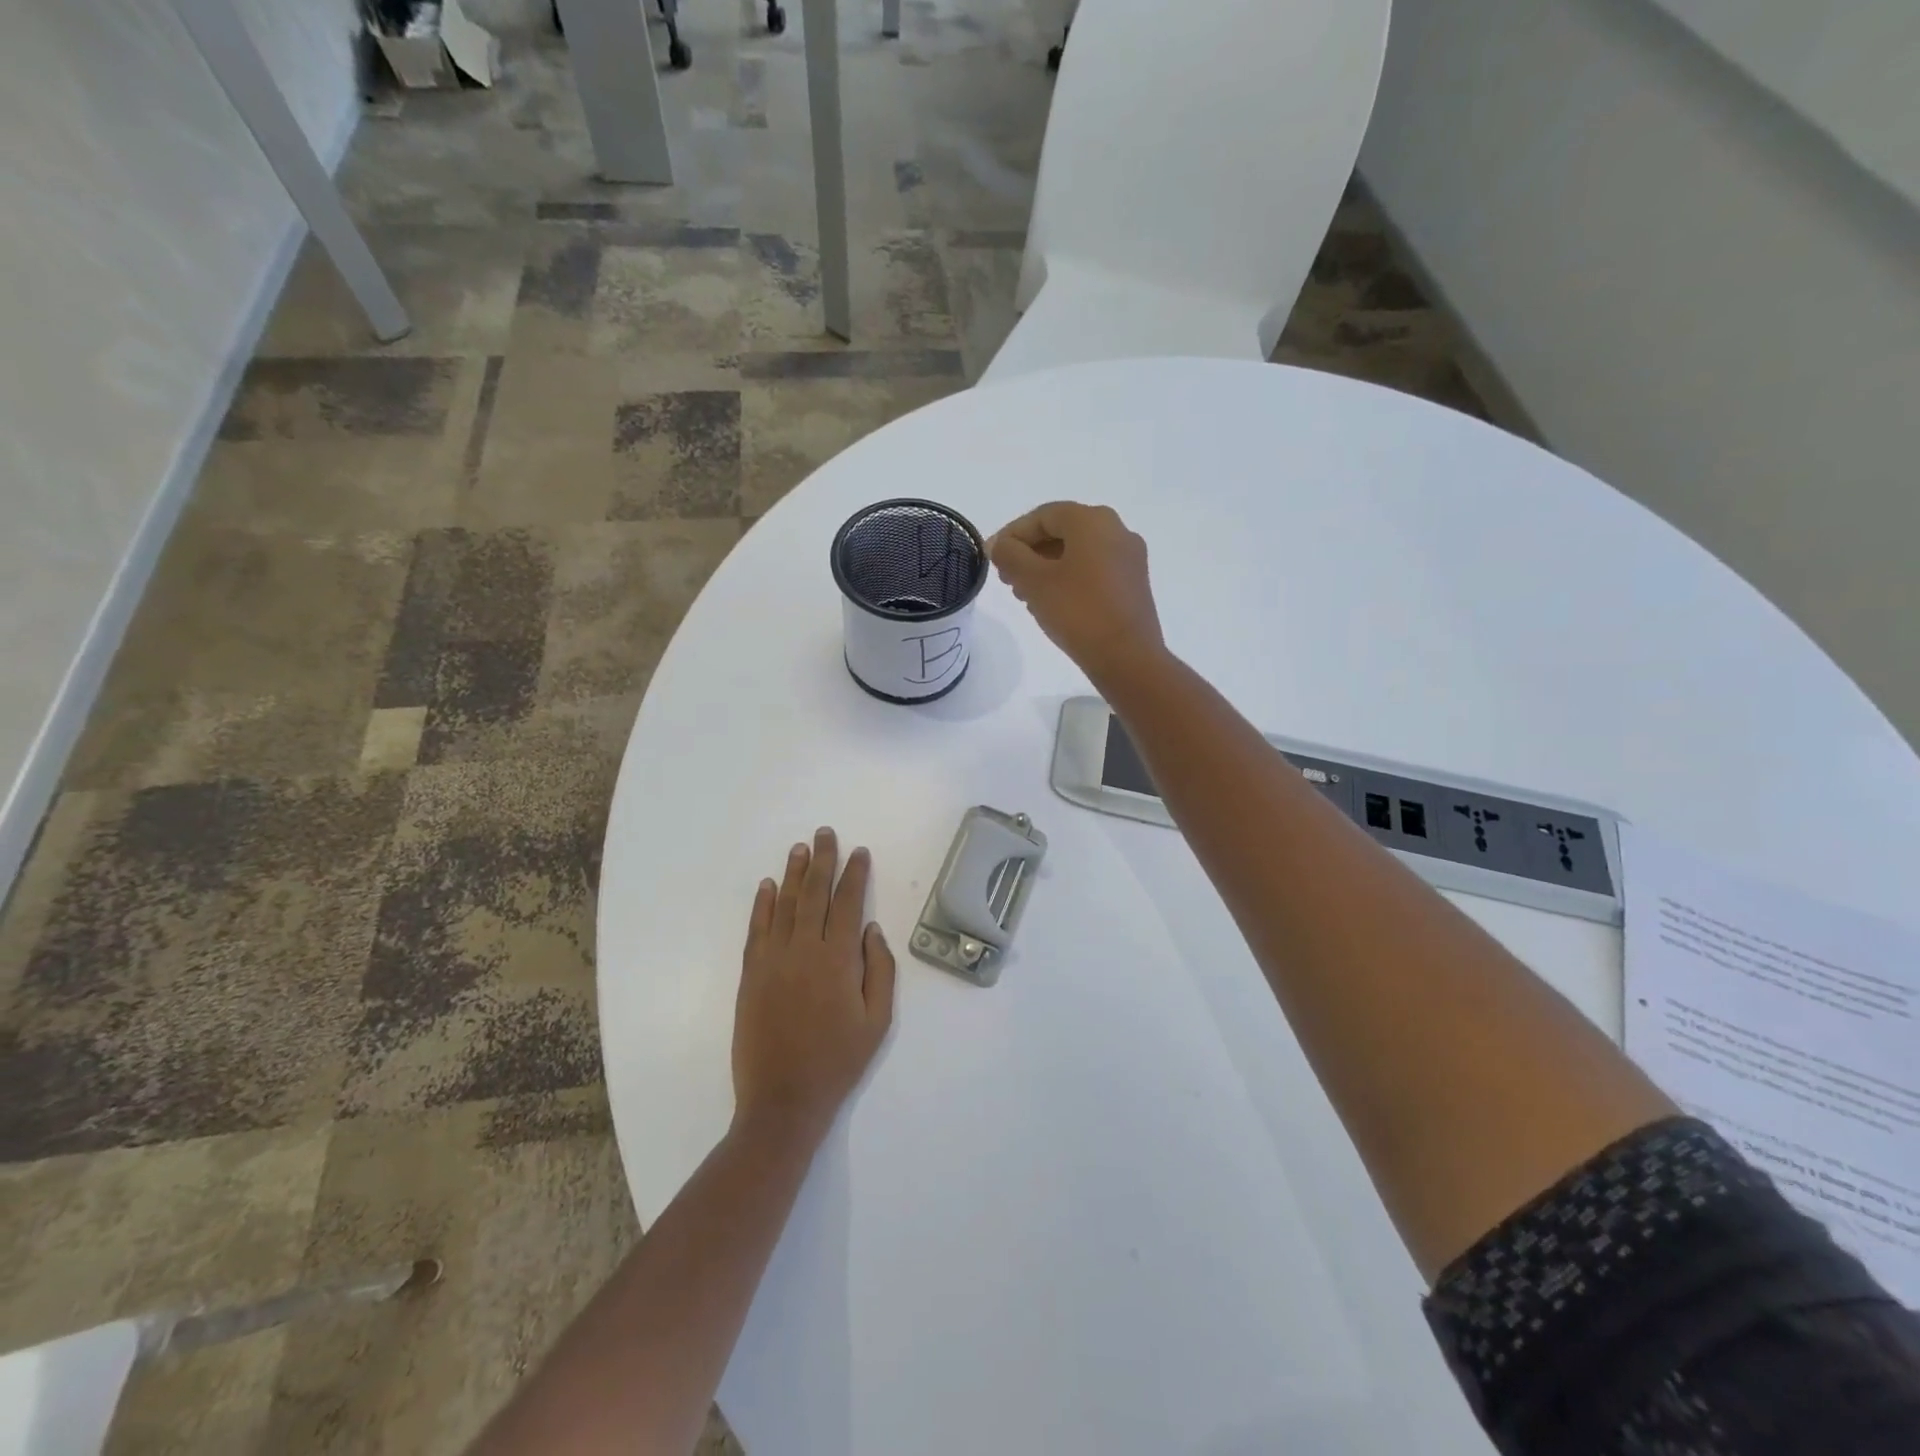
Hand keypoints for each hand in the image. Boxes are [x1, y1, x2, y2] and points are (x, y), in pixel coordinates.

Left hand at [732, 828, 895, 1144]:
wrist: (783, 1099)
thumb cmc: (838, 1061)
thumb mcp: (877, 1021)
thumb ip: (879, 971)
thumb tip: (872, 930)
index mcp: (838, 960)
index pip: (848, 903)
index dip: (855, 875)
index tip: (859, 852)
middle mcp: (804, 950)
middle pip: (814, 894)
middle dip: (822, 860)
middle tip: (825, 833)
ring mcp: (773, 960)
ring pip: (784, 905)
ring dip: (792, 874)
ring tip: (799, 848)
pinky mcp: (750, 974)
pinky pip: (757, 929)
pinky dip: (761, 905)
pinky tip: (766, 886)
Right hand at [989, 502, 1165, 687]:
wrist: (1127, 658)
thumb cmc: (1077, 611)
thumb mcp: (1033, 581)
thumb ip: (1011, 555)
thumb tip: (1001, 545)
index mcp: (1093, 521)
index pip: (1043, 515)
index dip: (1012, 534)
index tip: (992, 557)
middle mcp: (1117, 530)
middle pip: (1062, 531)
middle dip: (1029, 552)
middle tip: (1007, 578)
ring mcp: (1129, 558)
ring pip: (1078, 553)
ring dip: (1046, 567)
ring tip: (1025, 594)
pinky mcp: (1133, 584)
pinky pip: (1093, 570)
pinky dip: (1068, 578)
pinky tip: (1051, 603)